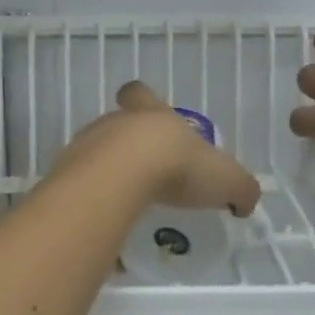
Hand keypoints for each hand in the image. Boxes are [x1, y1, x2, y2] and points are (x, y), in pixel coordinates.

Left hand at [54, 82, 261, 217]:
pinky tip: (109, 221)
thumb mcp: (226, 178)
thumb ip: (239, 189)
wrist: (124, 176)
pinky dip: (95, 201)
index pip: (141, 93)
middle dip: (128, 144)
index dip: (145, 99)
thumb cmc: (179, 165)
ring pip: (96, 153)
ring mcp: (87, 146)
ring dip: (109, 173)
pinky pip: (82, 186)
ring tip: (127, 203)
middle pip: (117, 123)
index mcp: (153, 114)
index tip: (150, 114)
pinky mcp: (69, 175)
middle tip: (145, 170)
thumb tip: (245, 201)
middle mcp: (117, 123)